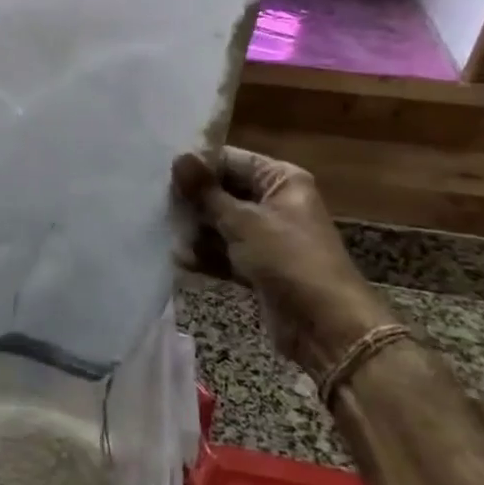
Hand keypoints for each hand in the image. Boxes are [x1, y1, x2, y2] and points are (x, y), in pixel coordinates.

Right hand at [172, 148, 388, 376]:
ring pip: (220, 224)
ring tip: (169, 237)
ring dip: (196, 232)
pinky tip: (181, 260)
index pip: (231, 160)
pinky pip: (225, 252)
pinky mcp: (258, 267)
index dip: (198, 166)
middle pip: (223, 192)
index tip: (162, 173)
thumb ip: (206, 192)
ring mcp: (266, 236)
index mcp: (281, 180)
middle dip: (193, 202)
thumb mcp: (243, 221)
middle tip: (157, 205)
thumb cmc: (288, 260)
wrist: (326, 327)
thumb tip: (178, 156)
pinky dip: (206, 255)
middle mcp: (274, 203)